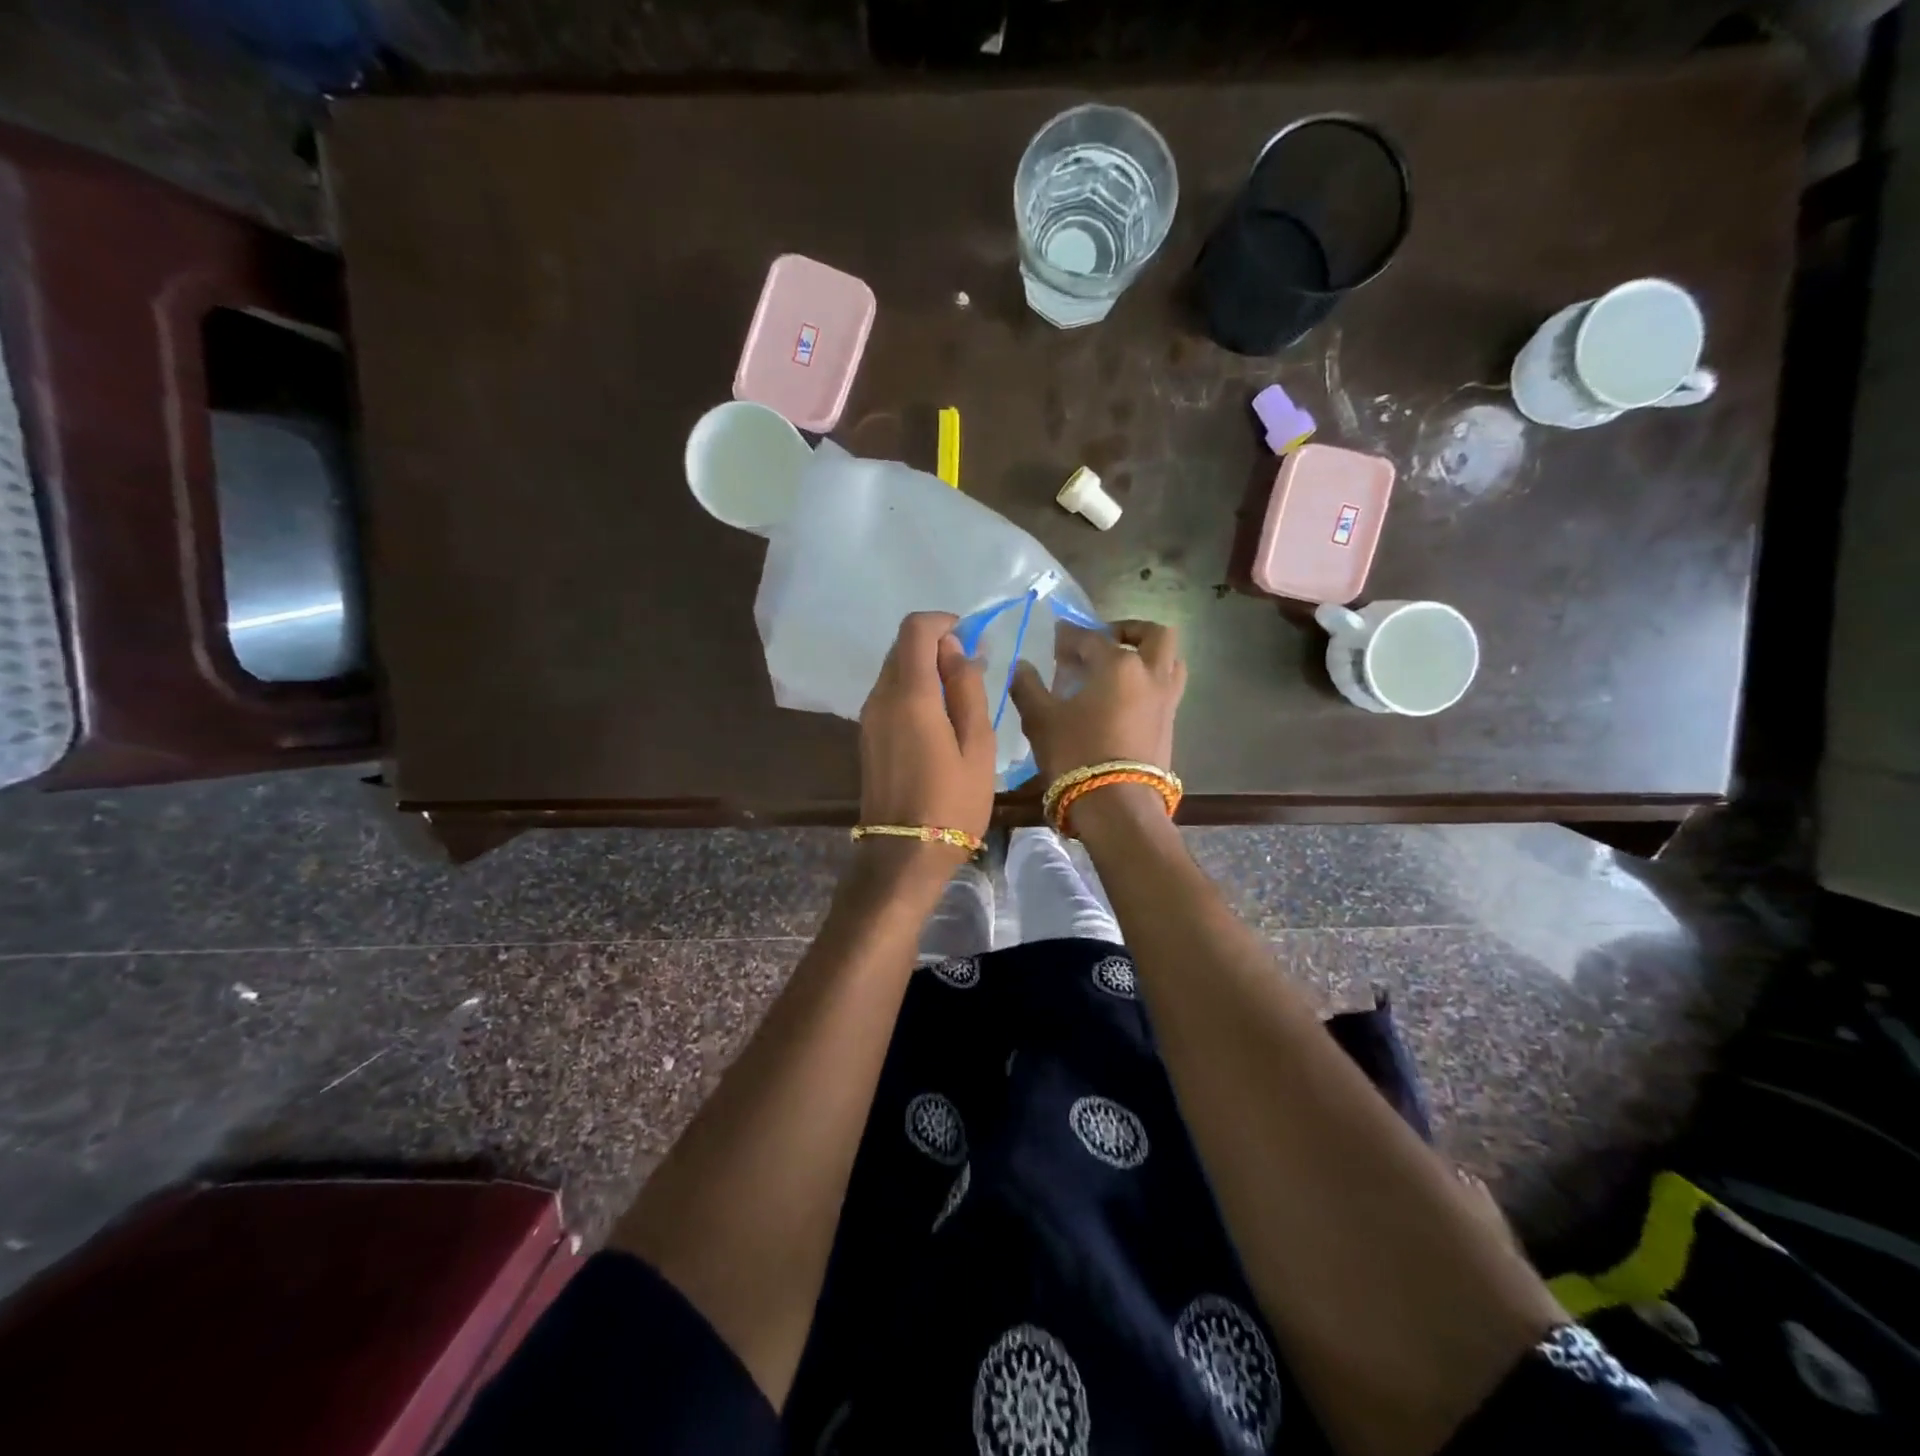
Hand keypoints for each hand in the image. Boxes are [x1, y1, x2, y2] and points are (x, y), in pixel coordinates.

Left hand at [858, 612, 995, 847]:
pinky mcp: (867, 736)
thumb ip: (966, 690)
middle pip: (902, 648)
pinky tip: (938, 719)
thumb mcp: (977, 746)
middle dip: (936, 646)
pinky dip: (913, 691)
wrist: (904, 854)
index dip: (942, 622)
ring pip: (894, 671)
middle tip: (970, 671)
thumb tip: (956, 650)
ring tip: (959, 698)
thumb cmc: (952, 802)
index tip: (969, 638)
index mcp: (909, 695)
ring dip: (924, 670)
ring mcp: (868, 718)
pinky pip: (889, 696)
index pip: (915, 629)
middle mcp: (880, 698)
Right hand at [1009, 619, 1185, 780]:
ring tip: (1122, 668)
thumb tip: (1020, 667)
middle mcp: (1149, 674)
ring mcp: (1166, 700)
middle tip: (1105, 641)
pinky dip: (1150, 682)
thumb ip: (1028, 687)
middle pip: (1154, 634)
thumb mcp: (1041, 720)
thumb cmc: (1076, 754)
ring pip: (1169, 660)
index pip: (1091, 638)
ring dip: (1149, 655)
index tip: (1056, 639)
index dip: (1070, 636)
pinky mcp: (1171, 725)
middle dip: (1129, 631)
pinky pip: (1166, 689)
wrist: (1118, 806)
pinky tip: (1124, 698)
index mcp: (1118, 664)